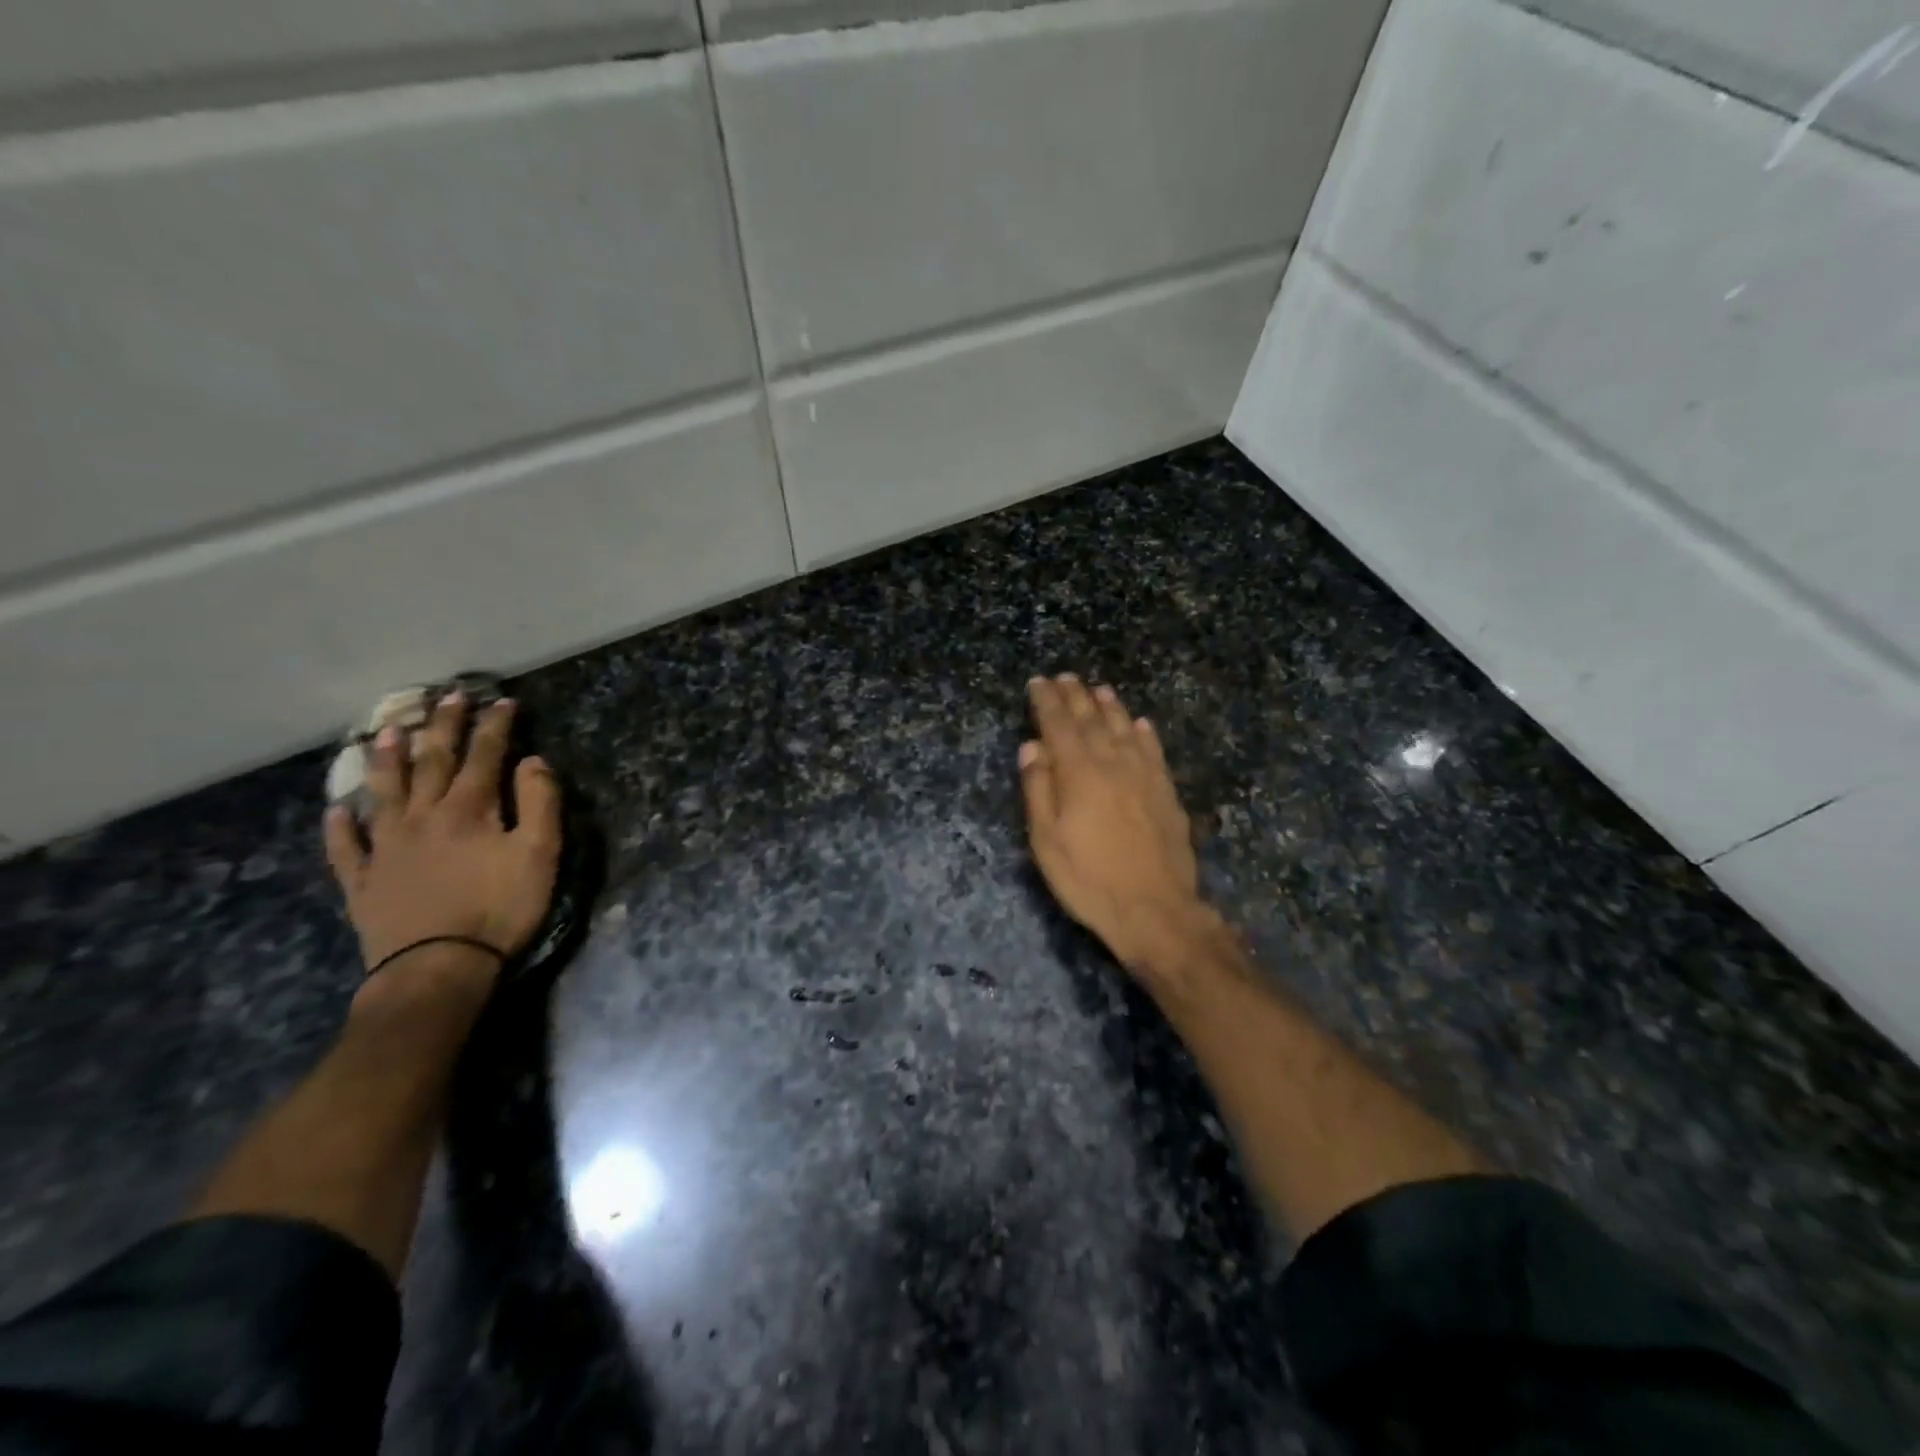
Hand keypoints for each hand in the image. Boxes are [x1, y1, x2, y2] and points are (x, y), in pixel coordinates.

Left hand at [324, 694, 561, 975]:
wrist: (437, 968)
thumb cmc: (500, 908)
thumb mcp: (540, 854)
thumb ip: (540, 802)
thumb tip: (533, 760)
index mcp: (469, 809)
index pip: (484, 755)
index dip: (495, 726)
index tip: (502, 700)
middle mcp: (423, 816)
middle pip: (433, 762)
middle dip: (444, 727)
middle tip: (447, 697)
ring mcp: (386, 847)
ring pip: (385, 792)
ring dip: (387, 760)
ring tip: (387, 732)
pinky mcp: (363, 881)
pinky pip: (346, 847)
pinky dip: (340, 826)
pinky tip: (337, 810)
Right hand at [1020, 675, 1204, 969]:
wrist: (1154, 909)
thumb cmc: (1088, 878)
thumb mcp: (1046, 840)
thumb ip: (1038, 789)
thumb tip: (1032, 746)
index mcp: (1079, 773)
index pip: (1059, 725)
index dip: (1047, 701)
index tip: (1038, 682)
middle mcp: (1113, 763)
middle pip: (1092, 720)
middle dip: (1076, 696)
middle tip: (1065, 677)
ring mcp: (1144, 776)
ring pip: (1126, 729)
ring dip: (1110, 707)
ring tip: (1100, 689)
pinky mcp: (1166, 792)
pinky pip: (1154, 751)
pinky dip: (1145, 733)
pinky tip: (1141, 724)